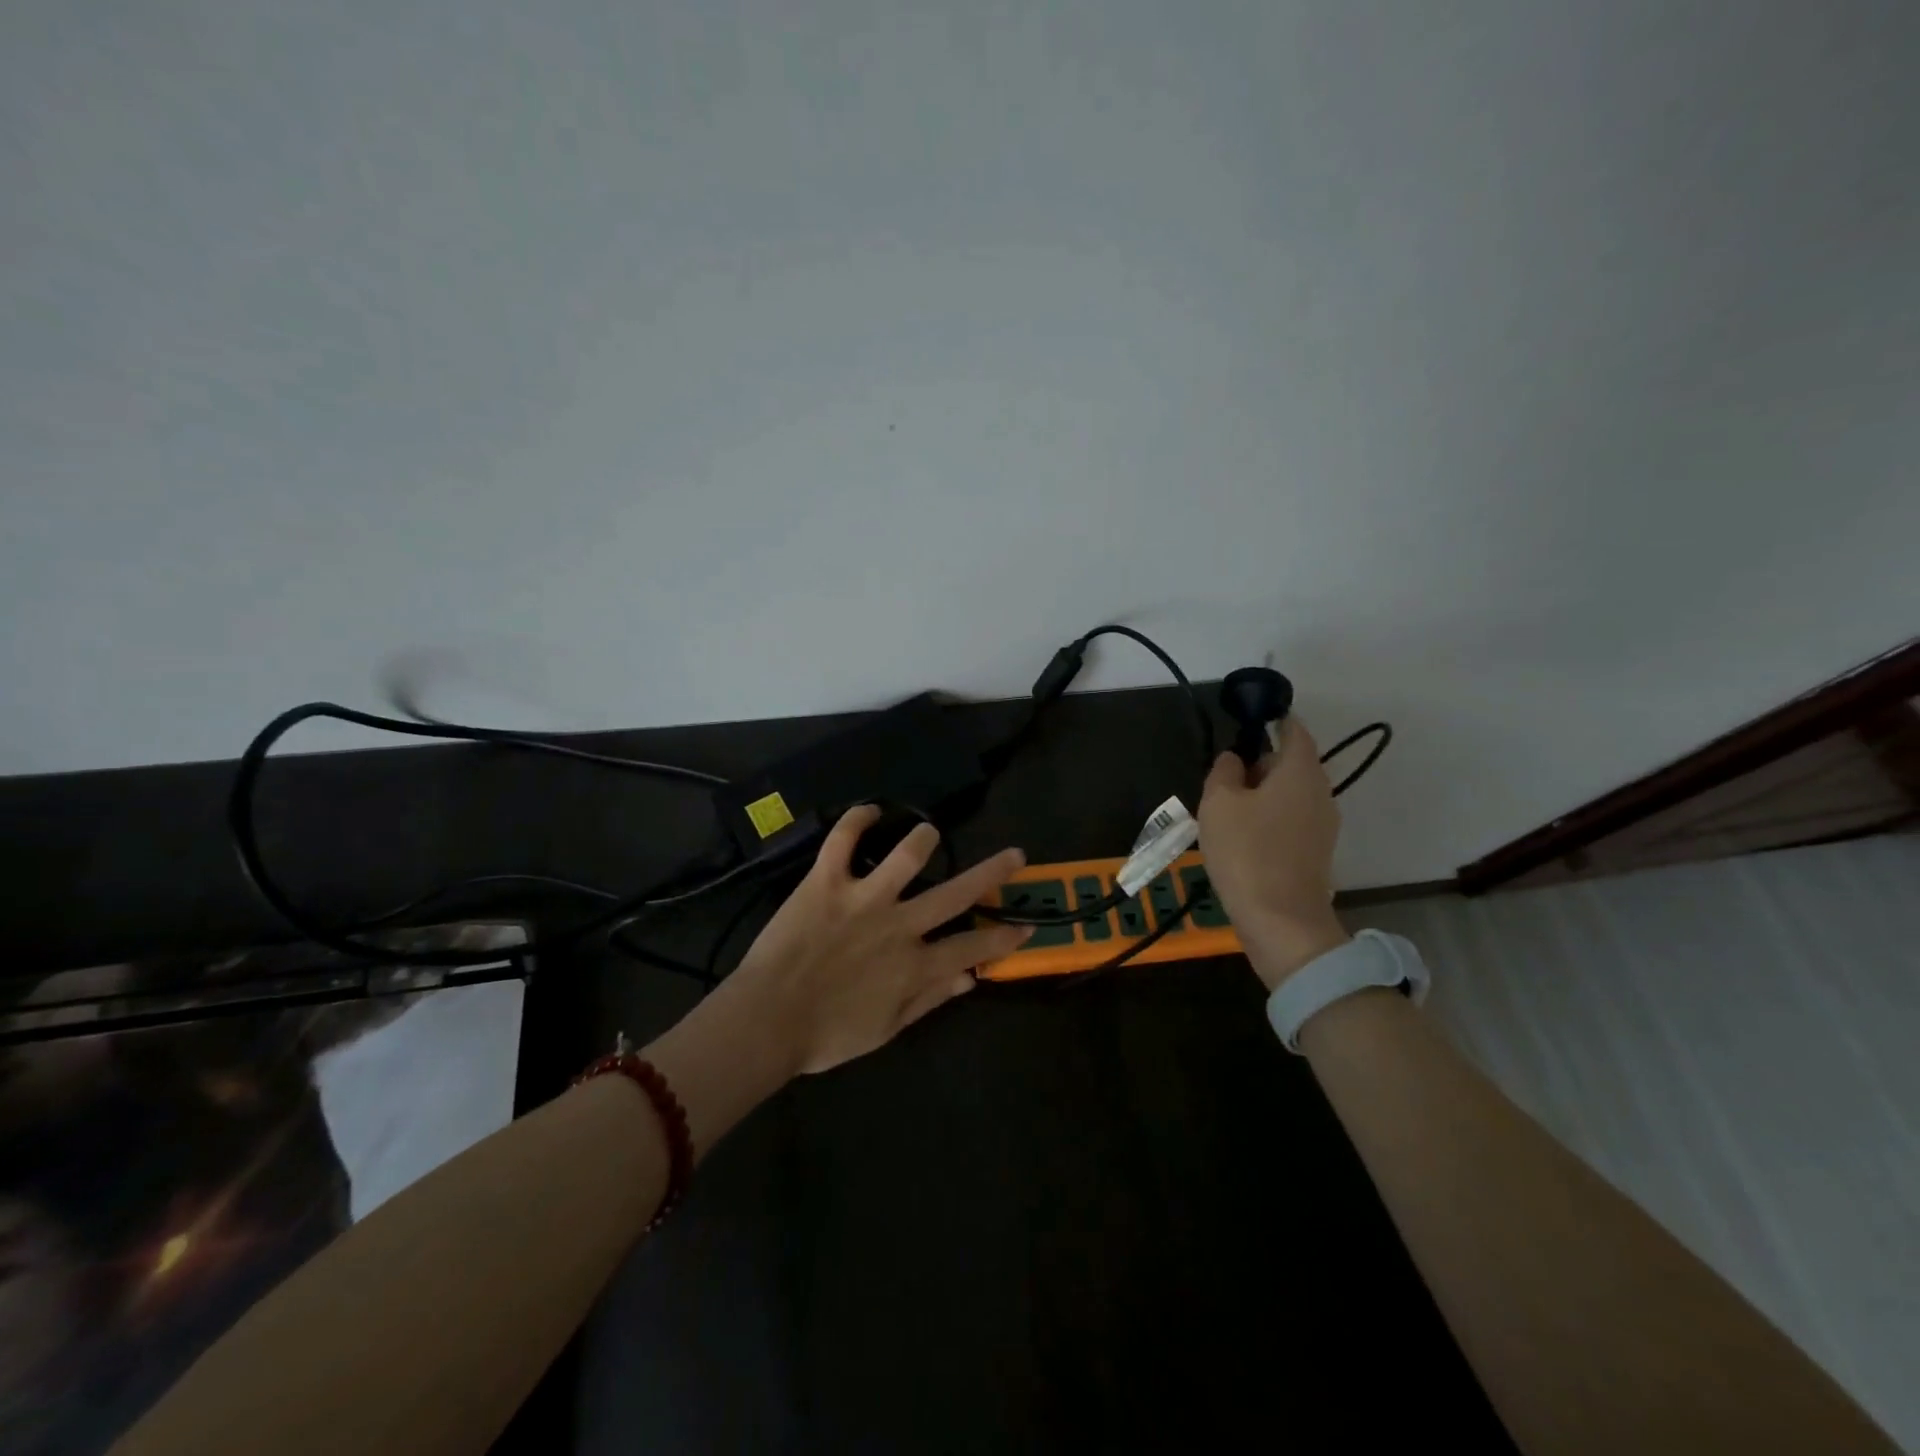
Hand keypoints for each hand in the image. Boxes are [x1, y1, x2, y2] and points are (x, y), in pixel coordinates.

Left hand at [723, 806, 1032, 1075]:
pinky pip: (843, 840)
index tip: (1025, 925)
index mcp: (914, 966)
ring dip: (924, 838)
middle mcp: (899, 926)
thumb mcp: (886, 1028)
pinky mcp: (826, 882)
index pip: (972, 947)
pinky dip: (856, 819)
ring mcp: (863, 899)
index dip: (1003, 936)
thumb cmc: (825, 1034)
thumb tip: (970, 979)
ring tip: (930, 832)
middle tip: (1015, 854)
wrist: (766, 1021)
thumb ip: (930, 999)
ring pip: (907, 855)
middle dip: (992, 873)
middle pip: (957, 893)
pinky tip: (870, 810)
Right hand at [1198, 718, 1350, 990]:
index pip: (1293, 729)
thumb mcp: (1219, 802)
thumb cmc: (1247, 852)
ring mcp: (1322, 825)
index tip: (1244, 724)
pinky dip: (1267, 819)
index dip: (1270, 721)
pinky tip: (1240, 836)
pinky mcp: (1315, 852)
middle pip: (1290, 763)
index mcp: (1301, 771)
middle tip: (1223, 775)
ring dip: (1260, 794)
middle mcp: (1320, 792)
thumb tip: (1234, 760)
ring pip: (1289, 793)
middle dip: (1258, 763)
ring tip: (1225, 809)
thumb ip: (1224, 771)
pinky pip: (1289, 820)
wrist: (1280, 921)